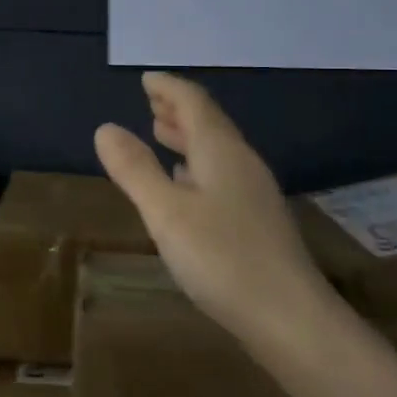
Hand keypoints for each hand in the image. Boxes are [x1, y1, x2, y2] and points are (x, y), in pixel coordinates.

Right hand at [95, 72, 323, 336]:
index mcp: (221, 151)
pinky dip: (197, 166)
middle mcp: (241, 163)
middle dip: (178, 110)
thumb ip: (135, 169)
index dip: (169, 88)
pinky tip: (187, 183)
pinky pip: (222, 175)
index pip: (194, 102)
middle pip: (209, 123)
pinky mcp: (257, 221)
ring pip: (216, 150)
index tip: (146, 79)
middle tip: (151, 102)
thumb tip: (105, 128)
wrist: (290, 318)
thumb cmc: (222, 258)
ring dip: (188, 137)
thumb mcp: (166, 212)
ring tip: (161, 133)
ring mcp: (253, 193)